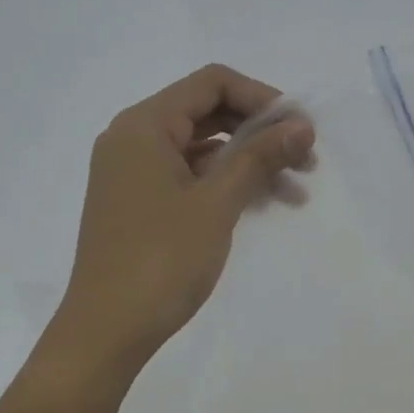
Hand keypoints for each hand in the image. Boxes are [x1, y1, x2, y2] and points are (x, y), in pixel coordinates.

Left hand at [43, 65, 313, 381]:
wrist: (108, 329)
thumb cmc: (162, 260)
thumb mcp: (217, 203)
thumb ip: (260, 156)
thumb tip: (302, 125)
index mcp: (144, 126)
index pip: (212, 83)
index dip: (262, 97)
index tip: (301, 129)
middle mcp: (134, 138)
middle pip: (208, 112)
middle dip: (261, 131)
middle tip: (306, 159)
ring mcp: (135, 172)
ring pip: (203, 148)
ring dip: (250, 161)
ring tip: (296, 191)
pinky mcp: (141, 202)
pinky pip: (191, 176)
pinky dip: (227, 183)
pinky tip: (263, 204)